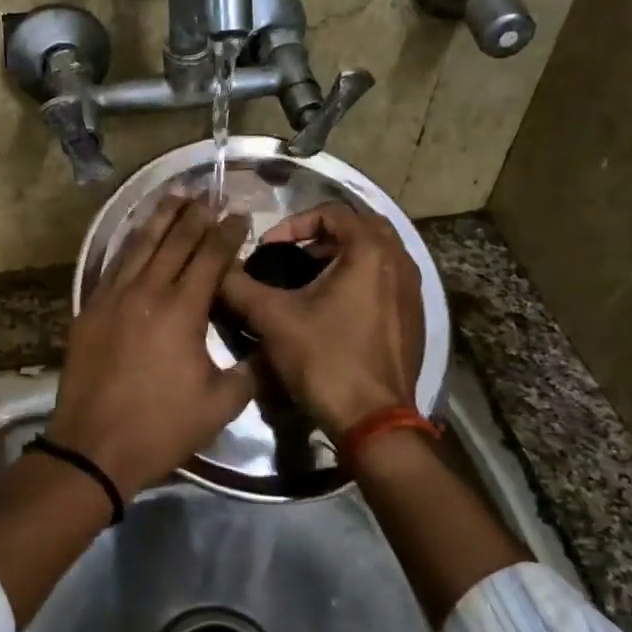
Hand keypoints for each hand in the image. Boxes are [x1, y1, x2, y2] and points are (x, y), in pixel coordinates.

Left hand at [46, 194, 255, 499]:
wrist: (93, 447)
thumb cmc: (161, 427)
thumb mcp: (221, 404)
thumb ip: (251, 369)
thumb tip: (270, 344)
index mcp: (182, 310)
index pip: (210, 257)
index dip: (226, 233)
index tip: (239, 215)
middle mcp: (147, 291)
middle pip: (174, 241)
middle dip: (195, 214)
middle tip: (210, 193)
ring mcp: (112, 297)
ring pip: (139, 244)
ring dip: (160, 217)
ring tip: (175, 194)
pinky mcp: (89, 308)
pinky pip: (113, 264)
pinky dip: (129, 243)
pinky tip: (136, 234)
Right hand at [217, 202, 422, 438]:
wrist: (373, 420)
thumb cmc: (325, 360)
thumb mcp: (273, 318)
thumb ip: (240, 286)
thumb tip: (217, 269)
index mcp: (370, 251)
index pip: (332, 211)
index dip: (294, 224)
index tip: (269, 249)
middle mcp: (400, 261)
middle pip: (360, 226)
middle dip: (322, 235)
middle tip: (292, 256)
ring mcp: (412, 291)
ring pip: (376, 254)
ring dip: (342, 256)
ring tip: (309, 279)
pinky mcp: (414, 318)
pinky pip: (386, 280)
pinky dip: (360, 279)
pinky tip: (334, 308)